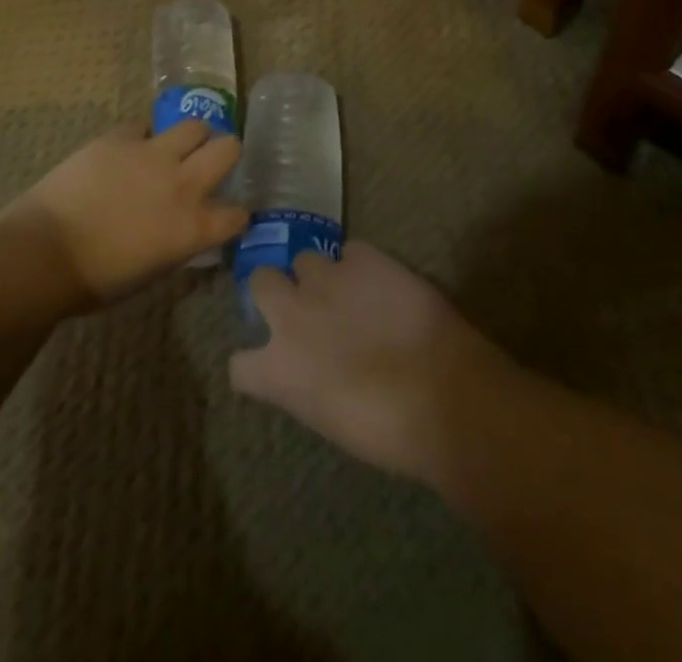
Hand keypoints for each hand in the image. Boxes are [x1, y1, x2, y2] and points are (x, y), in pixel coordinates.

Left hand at [0, 121, 244, 305]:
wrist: (44, 253)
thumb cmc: (94, 281)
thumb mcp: (152, 271)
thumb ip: (177, 243)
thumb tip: (182, 230)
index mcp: (193, 228)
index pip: (237, 214)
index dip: (236, 213)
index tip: (228, 214)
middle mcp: (183, 184)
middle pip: (228, 148)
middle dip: (226, 153)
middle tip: (211, 161)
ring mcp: (152, 155)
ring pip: (194, 126)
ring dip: (192, 136)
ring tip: (177, 146)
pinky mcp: (119, 138)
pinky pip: (143, 127)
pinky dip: (142, 137)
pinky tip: (130, 149)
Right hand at [228, 241, 508, 486]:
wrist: (443, 393)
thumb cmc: (388, 431)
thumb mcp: (328, 419)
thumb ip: (304, 384)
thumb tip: (309, 371)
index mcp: (277, 368)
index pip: (238, 363)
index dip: (254, 362)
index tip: (272, 362)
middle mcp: (290, 313)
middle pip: (260, 280)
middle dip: (276, 290)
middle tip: (303, 307)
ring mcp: (325, 278)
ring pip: (305, 259)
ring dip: (320, 276)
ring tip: (348, 292)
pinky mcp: (363, 257)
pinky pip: (350, 251)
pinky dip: (360, 266)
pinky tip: (380, 283)